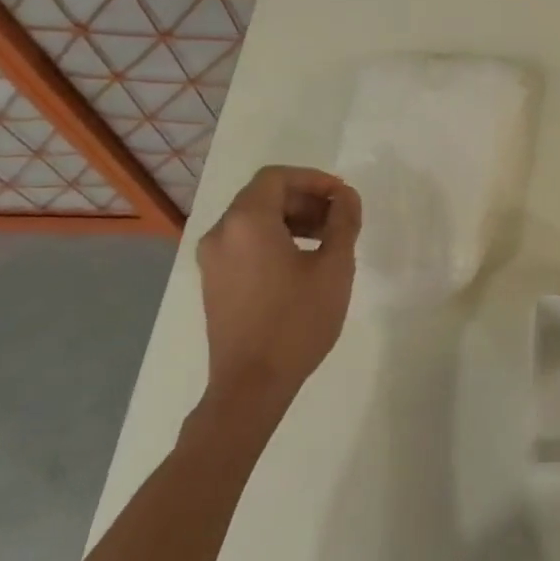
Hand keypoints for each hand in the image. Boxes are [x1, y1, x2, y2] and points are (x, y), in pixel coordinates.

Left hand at [196, 166, 361, 420]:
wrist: (252, 383)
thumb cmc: (297, 321)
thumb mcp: (334, 267)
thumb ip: (343, 223)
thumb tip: (347, 197)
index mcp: (246, 222)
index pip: (276, 177)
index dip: (314, 179)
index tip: (343, 197)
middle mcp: (221, 233)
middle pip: (263, 196)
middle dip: (305, 199)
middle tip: (340, 218)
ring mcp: (212, 259)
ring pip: (253, 219)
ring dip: (291, 218)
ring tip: (326, 240)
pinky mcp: (214, 281)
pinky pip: (244, 242)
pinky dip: (274, 238)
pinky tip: (302, 261)